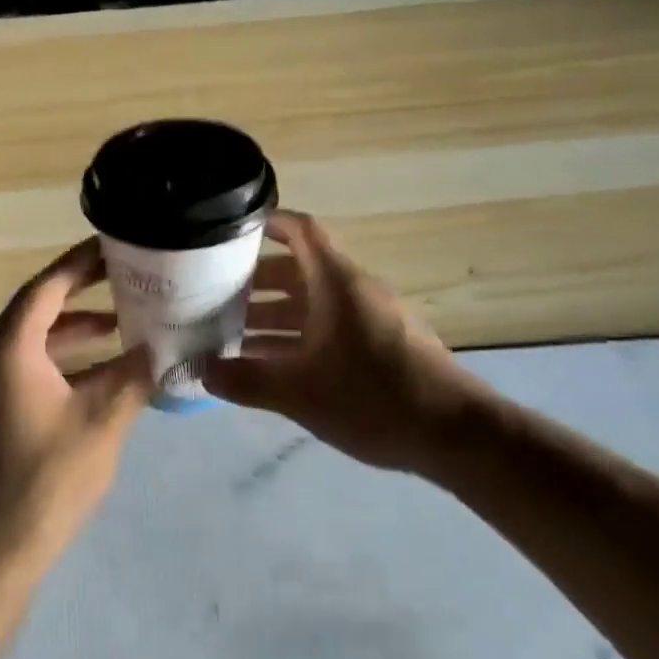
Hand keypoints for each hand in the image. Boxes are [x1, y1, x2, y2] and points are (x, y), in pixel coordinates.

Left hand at [0, 238, 153, 575]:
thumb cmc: (48, 478)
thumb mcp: (104, 422)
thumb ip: (133, 376)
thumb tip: (157, 348)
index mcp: (9, 349)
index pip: (46, 287)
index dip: (81, 263)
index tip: (115, 245)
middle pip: (37, 309)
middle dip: (81, 293)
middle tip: (125, 278)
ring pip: (33, 341)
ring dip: (74, 330)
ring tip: (122, 322)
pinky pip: (28, 366)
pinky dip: (63, 361)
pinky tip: (101, 371)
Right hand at [202, 211, 493, 475]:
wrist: (457, 435)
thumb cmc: (375, 399)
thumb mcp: (300, 393)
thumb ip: (246, 381)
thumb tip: (201, 372)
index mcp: (336, 284)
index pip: (300, 231)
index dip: (266, 222)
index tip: (228, 230)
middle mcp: (353, 291)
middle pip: (297, 270)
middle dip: (253, 281)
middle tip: (210, 295)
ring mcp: (369, 319)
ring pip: (311, 304)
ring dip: (271, 315)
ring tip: (228, 334)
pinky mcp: (379, 346)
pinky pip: (327, 328)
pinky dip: (296, 338)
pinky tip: (269, 366)